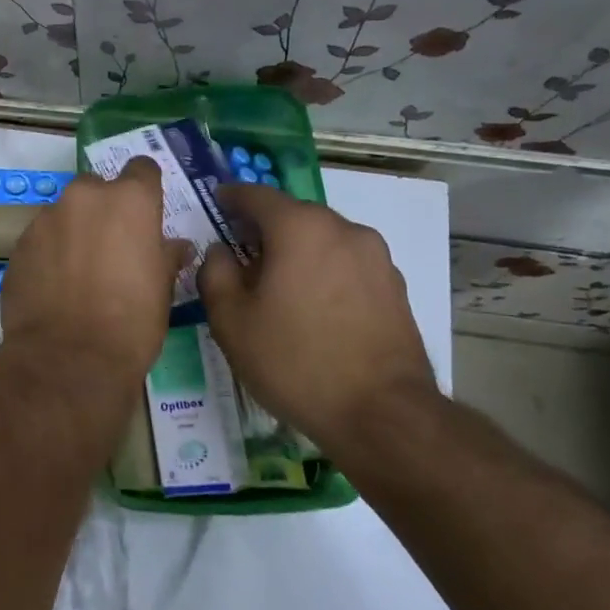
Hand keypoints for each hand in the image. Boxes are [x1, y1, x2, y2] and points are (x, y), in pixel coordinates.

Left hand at [0, 157, 187, 394]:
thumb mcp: (163, 289)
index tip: (146, 210)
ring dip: (73, 231)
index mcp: (129, 200)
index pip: (142, 169)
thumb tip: (175, 246)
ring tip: (79, 272)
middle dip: (103, 209)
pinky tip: (55, 286)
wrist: (69, 358)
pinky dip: (49, 253)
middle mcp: (84, 198)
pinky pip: (40, 239)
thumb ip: (166, 256)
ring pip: (64, 213)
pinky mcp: (19, 245)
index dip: (145, 188)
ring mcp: (46, 218)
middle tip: (111, 246)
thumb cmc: (131, 321)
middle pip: (96, 188)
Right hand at [198, 185, 436, 443]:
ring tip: (279, 286)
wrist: (383, 414)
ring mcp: (375, 257)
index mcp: (299, 228)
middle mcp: (343, 229)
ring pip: (323, 239)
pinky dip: (324, 272)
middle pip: (293, 215)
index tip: (216, 203)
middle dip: (265, 228)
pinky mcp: (394, 286)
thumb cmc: (295, 361)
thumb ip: (215, 273)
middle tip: (241, 254)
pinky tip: (314, 308)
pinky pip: (347, 264)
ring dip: (297, 251)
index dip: (231, 197)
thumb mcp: (231, 321)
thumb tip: (220, 251)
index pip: (257, 195)